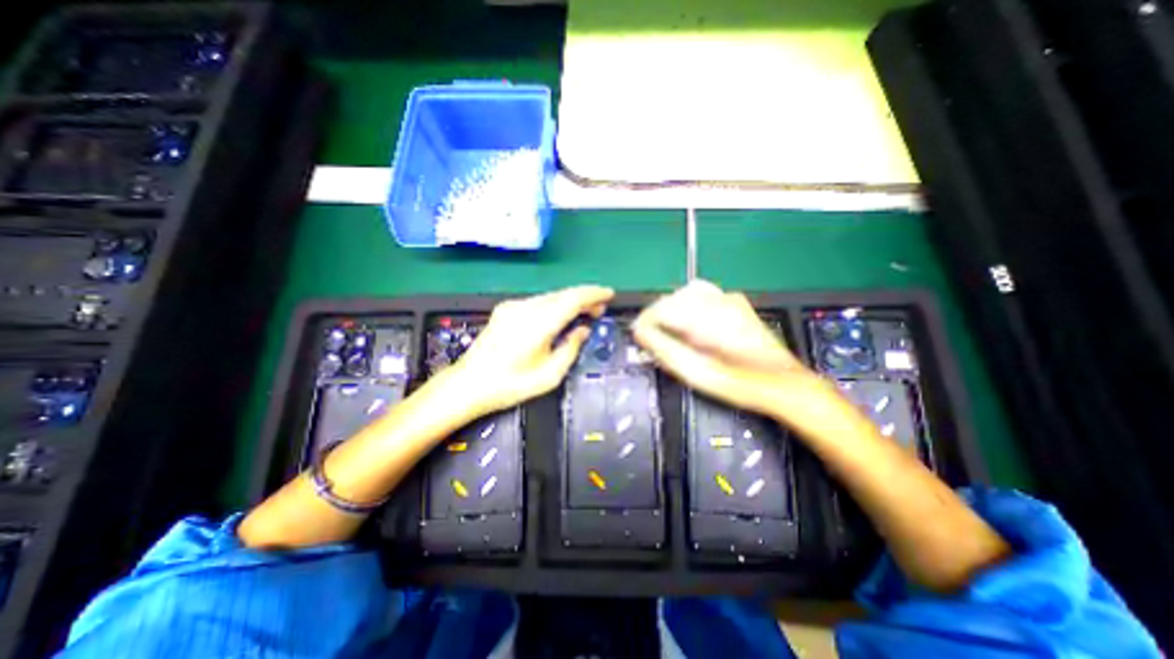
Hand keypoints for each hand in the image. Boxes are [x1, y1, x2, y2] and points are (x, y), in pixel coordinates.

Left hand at [449, 284, 616, 417]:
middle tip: (599, 309)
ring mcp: (513, 306)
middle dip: (585, 297)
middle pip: (562, 294)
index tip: (609, 294)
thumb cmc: (510, 385)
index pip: (572, 299)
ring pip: (550, 296)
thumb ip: (571, 349)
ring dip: (570, 301)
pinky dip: (555, 305)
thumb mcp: (549, 376)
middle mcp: (525, 308)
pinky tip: (560, 316)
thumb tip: (583, 330)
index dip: (594, 294)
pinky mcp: (505, 309)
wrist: (468, 384)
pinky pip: (538, 302)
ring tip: (584, 313)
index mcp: (538, 324)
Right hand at [632, 281, 858, 434]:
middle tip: (652, 337)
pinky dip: (688, 307)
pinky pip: (702, 295)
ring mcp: (729, 299)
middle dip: (657, 316)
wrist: (784, 383)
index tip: (638, 336)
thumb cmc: (739, 384)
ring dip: (672, 309)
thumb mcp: (696, 373)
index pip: (662, 308)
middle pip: (672, 298)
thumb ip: (664, 349)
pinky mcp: (736, 303)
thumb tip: (639, 332)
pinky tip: (691, 324)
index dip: (645, 322)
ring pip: (686, 293)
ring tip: (669, 330)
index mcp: (707, 318)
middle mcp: (718, 300)